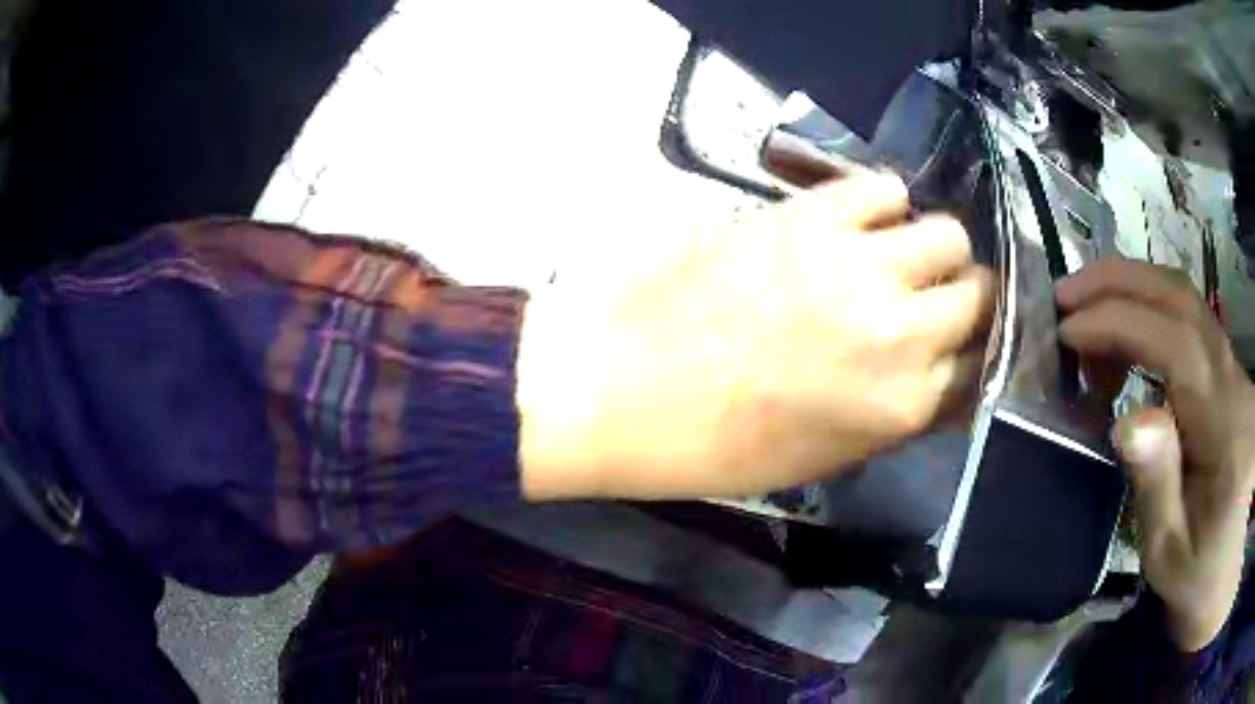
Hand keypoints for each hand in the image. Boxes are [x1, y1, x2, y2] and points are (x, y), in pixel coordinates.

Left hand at [518, 173, 992, 500]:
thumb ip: (893, 415)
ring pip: (946, 235)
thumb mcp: (823, 458)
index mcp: (903, 407)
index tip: (959, 342)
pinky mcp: (810, 217)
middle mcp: (901, 333)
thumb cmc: (716, 445)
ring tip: (900, 254)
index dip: (971, 352)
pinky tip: (863, 218)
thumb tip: (933, 378)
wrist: (622, 390)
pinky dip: (884, 202)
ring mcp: (859, 266)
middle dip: (965, 297)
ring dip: (933, 247)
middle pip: (978, 296)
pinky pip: (882, 188)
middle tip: (933, 295)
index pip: (979, 367)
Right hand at [1057, 258, 1254, 651]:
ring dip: (1133, 291)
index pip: (1178, 345)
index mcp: (1226, 433)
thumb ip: (1156, 489)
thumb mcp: (1170, 557)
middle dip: (1122, 283)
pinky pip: (1189, 325)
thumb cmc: (1200, 579)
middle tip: (1067, 296)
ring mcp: (1234, 374)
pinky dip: (1149, 315)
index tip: (1069, 333)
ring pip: (1187, 302)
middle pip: (1183, 300)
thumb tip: (1127, 421)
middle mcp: (1235, 384)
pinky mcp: (1228, 377)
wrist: (1230, 571)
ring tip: (1087, 311)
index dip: (1122, 324)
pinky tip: (1125, 343)